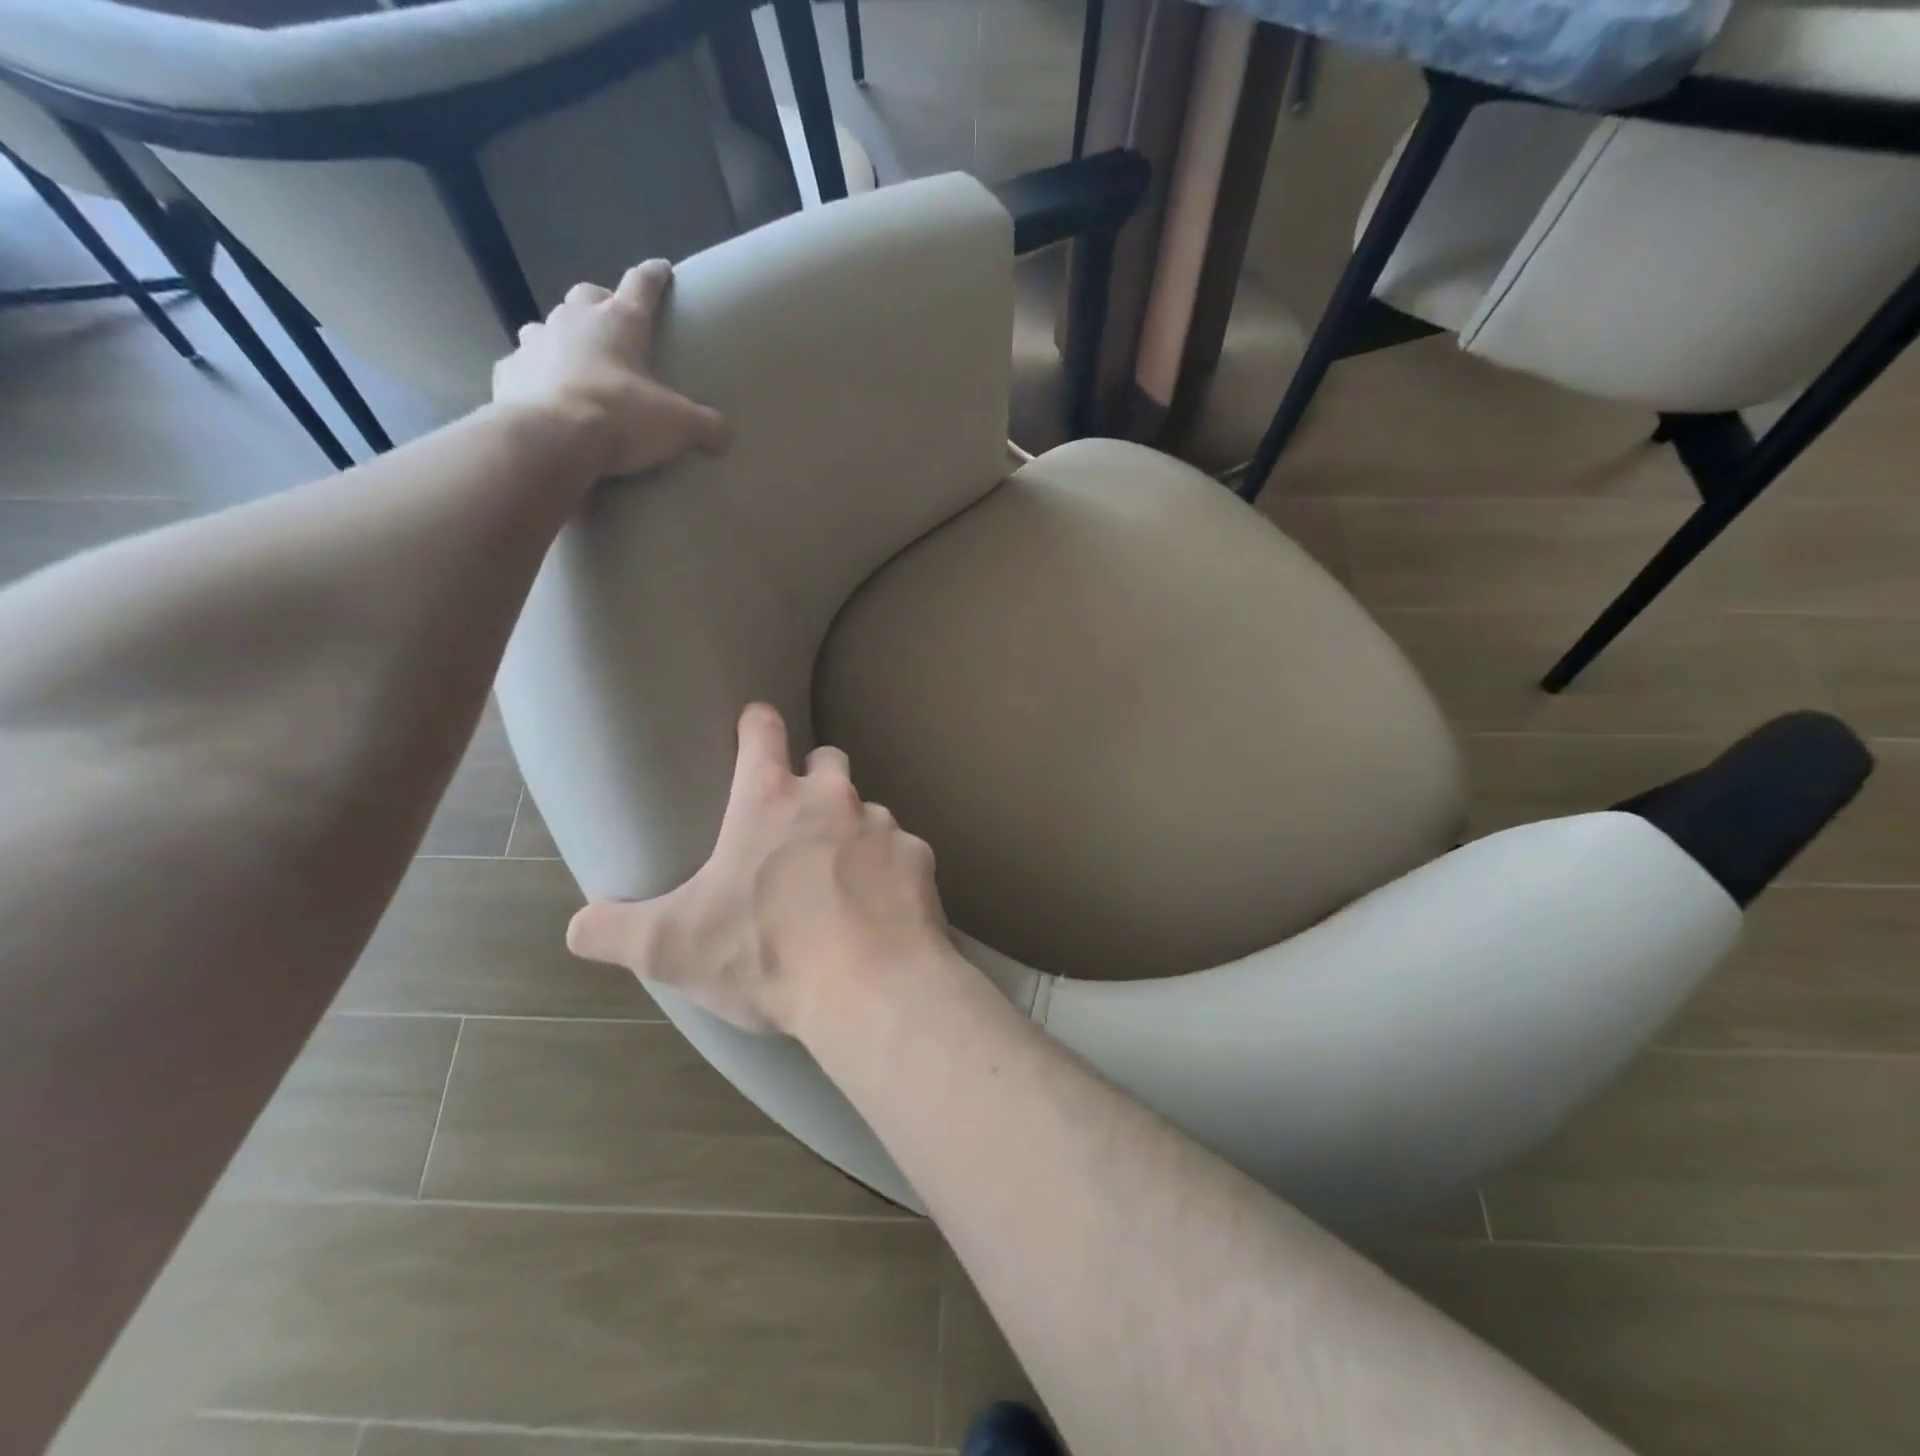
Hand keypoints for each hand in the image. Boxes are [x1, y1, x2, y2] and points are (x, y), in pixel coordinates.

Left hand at [492, 259, 728, 479]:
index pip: (641, 285)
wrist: (550, 439)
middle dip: (601, 303)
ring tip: (575, 361)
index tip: (662, 269)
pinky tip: (543, 393)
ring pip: (548, 326)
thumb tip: (725, 435)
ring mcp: (535, 343)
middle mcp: (574, 321)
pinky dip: (534, 375)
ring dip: (562, 337)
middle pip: (587, 296)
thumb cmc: (620, 417)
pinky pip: (522, 366)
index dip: (654, 276)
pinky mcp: (509, 373)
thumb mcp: (679, 425)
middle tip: (612, 323)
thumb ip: (707, 426)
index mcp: (619, 322)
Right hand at [566, 704, 950, 1038]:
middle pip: (828, 761)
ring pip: (867, 809)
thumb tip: (577, 926)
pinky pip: (902, 852)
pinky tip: (879, 906)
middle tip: (799, 820)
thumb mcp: (673, 947)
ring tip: (839, 876)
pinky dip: (889, 870)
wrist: (870, 988)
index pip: (763, 731)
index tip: (756, 723)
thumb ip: (616, 930)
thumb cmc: (766, 954)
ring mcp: (883, 825)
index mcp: (769, 800)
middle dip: (814, 778)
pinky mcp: (919, 859)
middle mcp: (832, 799)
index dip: (757, 722)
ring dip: (852, 830)